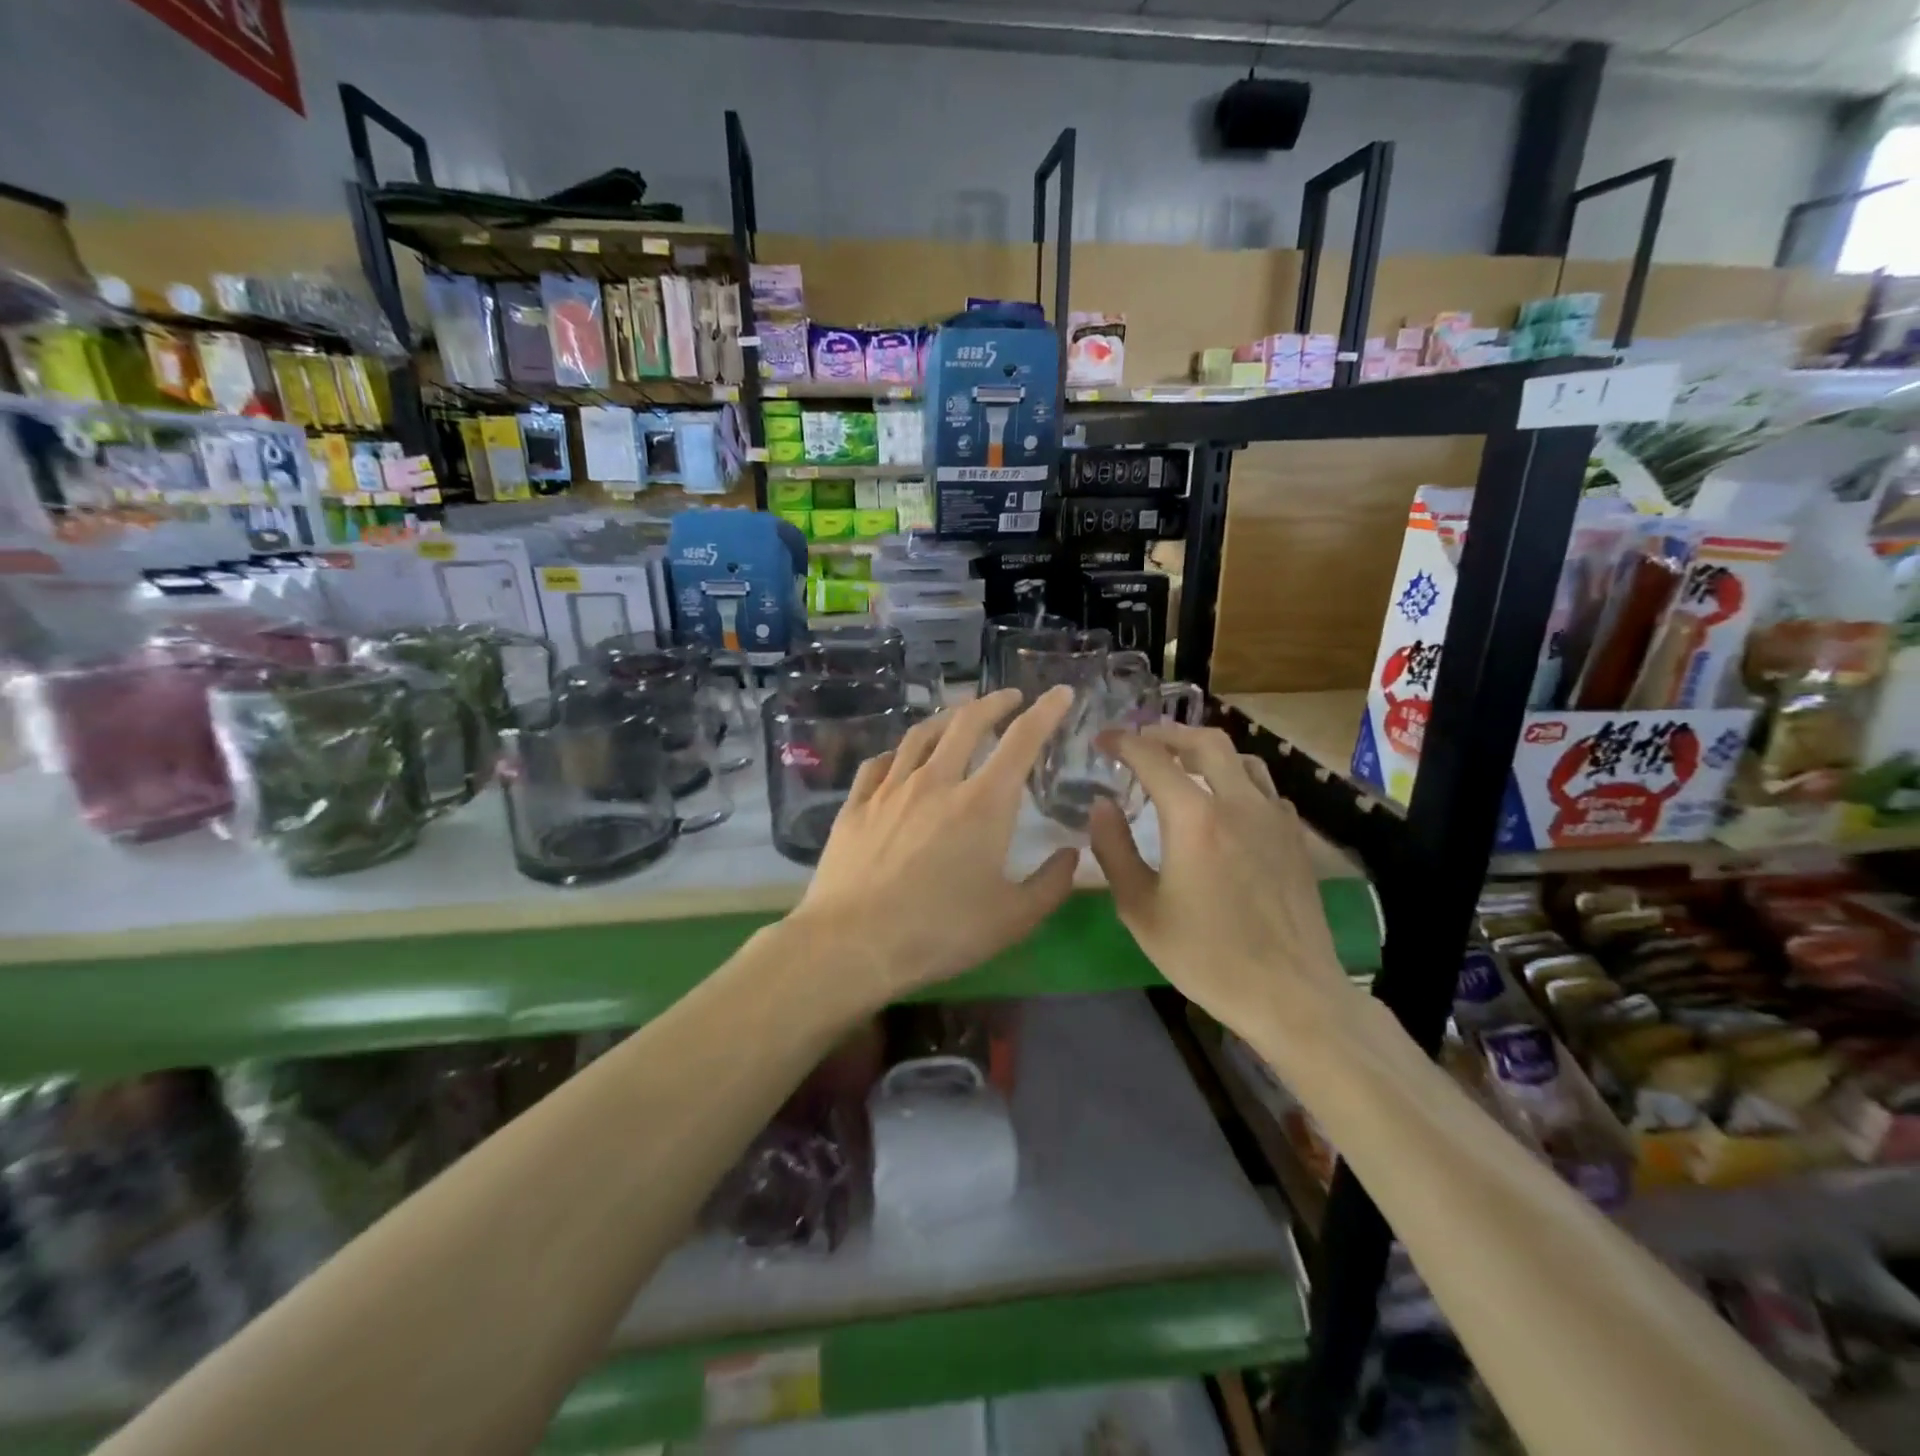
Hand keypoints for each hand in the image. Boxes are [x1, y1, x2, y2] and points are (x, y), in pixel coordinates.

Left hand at [791, 686, 1080, 1003]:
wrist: (852, 943)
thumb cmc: (940, 932)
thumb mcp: (1013, 919)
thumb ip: (1051, 883)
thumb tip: (1071, 853)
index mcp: (983, 803)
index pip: (1022, 740)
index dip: (1046, 711)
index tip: (1059, 693)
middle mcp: (937, 781)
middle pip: (967, 722)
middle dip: (995, 703)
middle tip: (1010, 698)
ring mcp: (890, 789)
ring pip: (921, 735)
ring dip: (948, 718)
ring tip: (959, 716)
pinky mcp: (856, 805)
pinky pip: (880, 763)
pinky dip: (900, 752)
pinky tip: (901, 757)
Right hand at [1088, 724, 1349, 1034]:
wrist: (1291, 993)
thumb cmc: (1206, 956)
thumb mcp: (1140, 910)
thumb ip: (1114, 850)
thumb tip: (1102, 805)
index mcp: (1194, 818)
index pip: (1152, 758)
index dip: (1123, 742)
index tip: (1103, 739)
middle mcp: (1238, 802)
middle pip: (1205, 741)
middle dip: (1168, 732)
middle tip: (1142, 739)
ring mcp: (1274, 816)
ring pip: (1242, 758)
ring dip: (1207, 750)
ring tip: (1183, 762)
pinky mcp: (1295, 837)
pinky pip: (1264, 788)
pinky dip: (1237, 779)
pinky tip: (1227, 803)